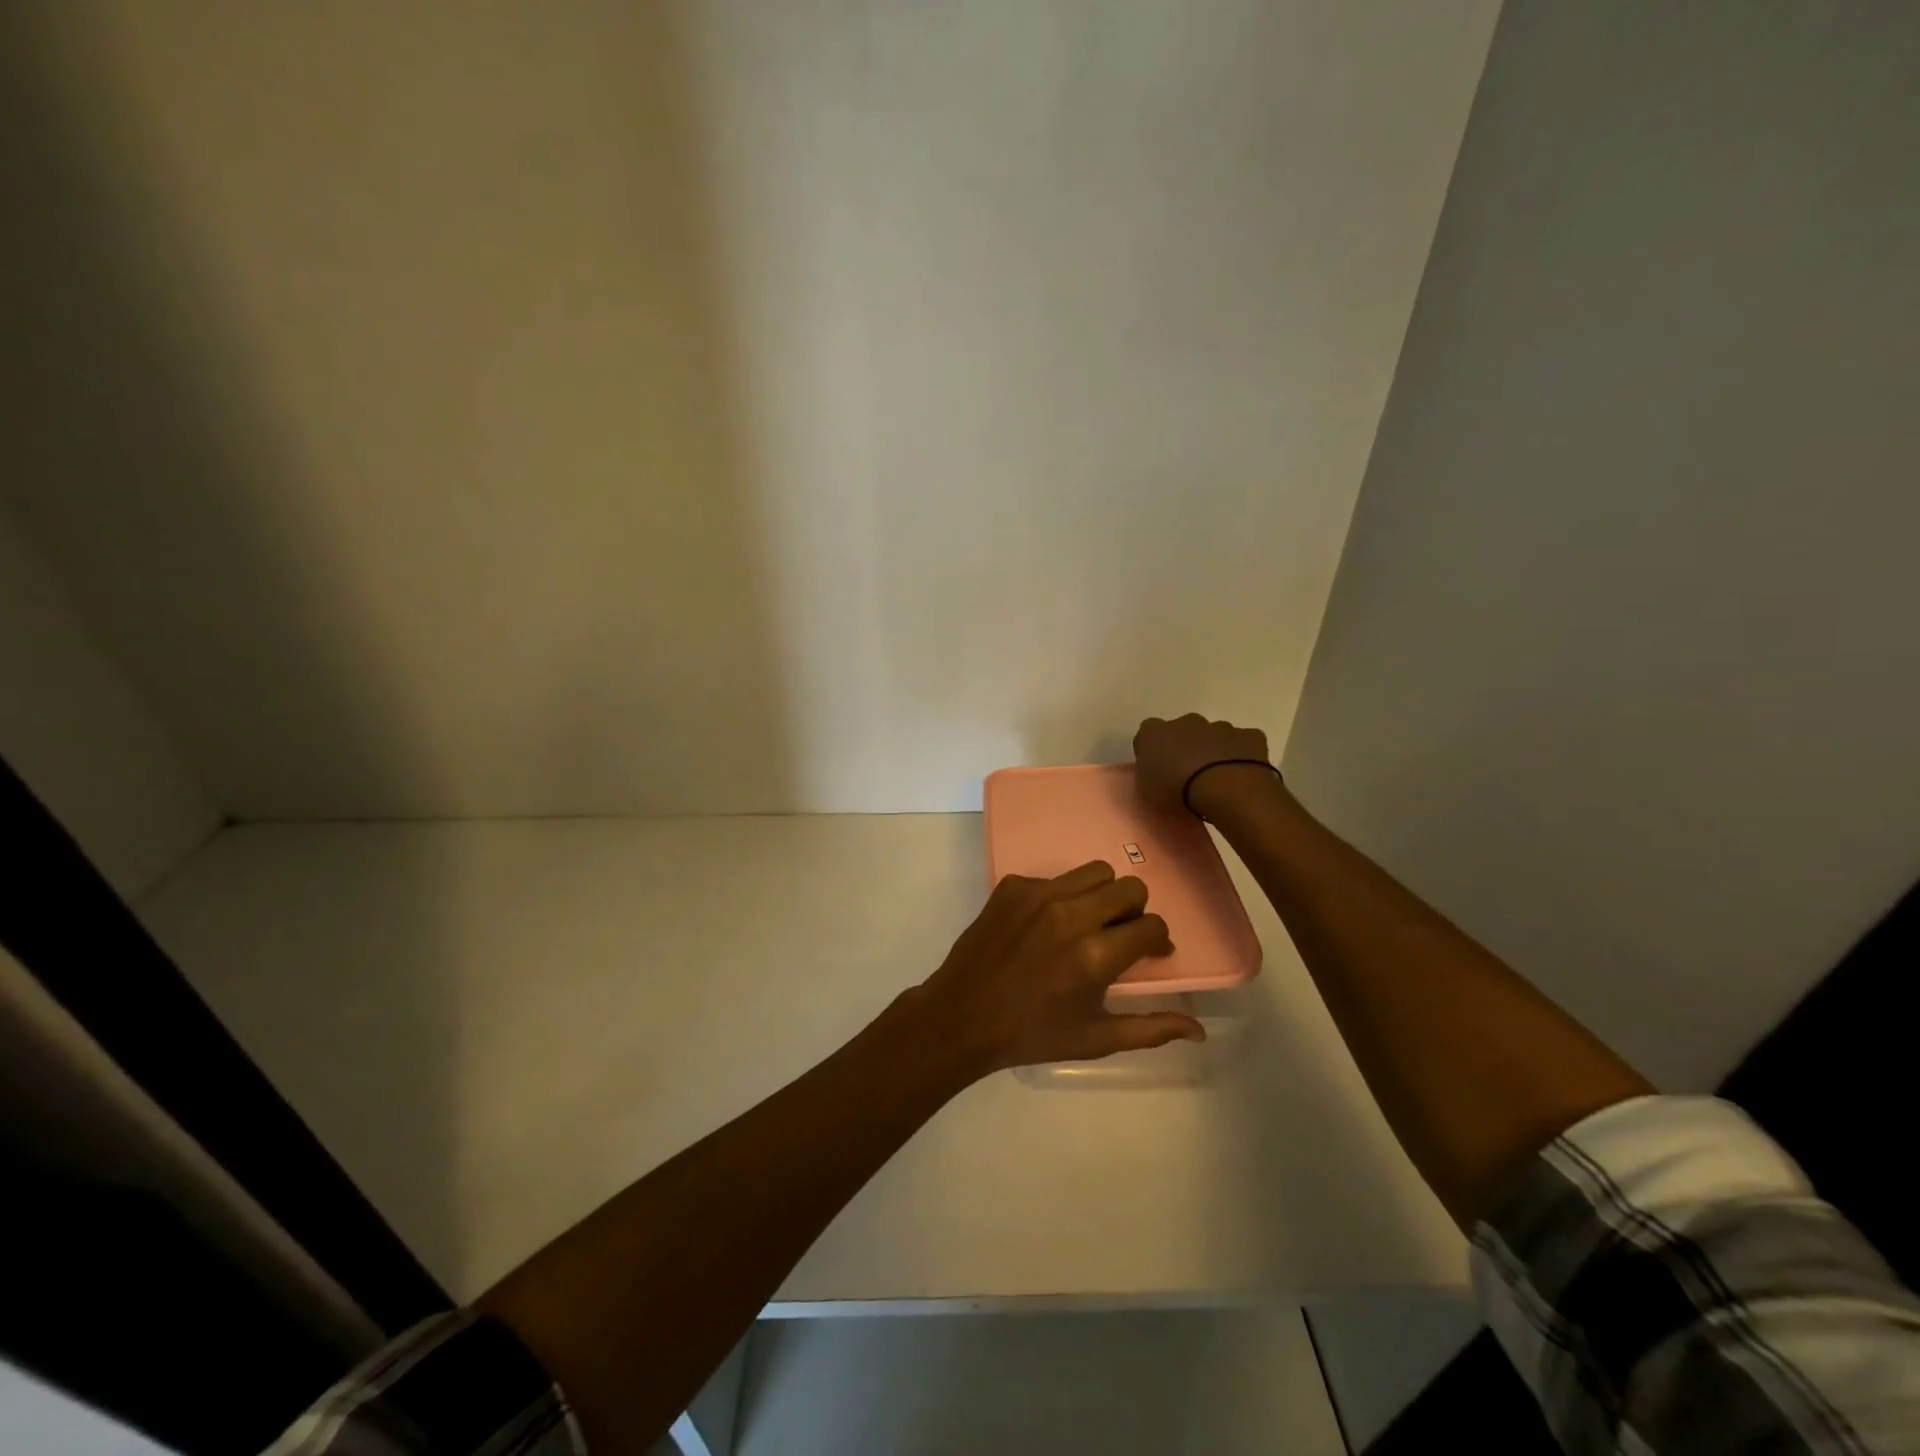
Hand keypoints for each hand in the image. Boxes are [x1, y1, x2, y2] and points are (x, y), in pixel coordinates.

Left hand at [914, 861, 1203, 1073]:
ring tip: (1089, 922)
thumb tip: (1199, 1031)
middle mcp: (1071, 915)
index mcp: (1095, 955)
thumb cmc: (1032, 1034)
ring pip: (1095, 872)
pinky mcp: (1013, 886)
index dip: (1157, 941)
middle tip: (1119, 934)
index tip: (1149, 953)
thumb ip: (1150, 1029)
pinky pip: (1055, 877)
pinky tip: (1046, 925)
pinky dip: (1062, 896)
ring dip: (1102, 894)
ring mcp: (1039, 894)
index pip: (1151, 926)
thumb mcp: (1095, 1039)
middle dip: (1135, 911)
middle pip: (1129, 888)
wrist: (962, 1016)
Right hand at [1133, 713, 1272, 813]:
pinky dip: (1242, 755)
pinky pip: (1244, 743)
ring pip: (1215, 735)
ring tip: (1217, 779)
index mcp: (1154, 732)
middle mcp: (1186, 721)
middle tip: (1189, 774)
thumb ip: (1148, 775)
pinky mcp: (1249, 736)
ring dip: (1214, 751)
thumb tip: (1155, 773)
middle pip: (1184, 730)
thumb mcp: (1146, 791)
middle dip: (1186, 747)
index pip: (1148, 733)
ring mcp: (1220, 726)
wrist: (1224, 789)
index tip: (1158, 769)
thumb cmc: (1176, 791)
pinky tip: (1241, 775)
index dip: (1153, 750)